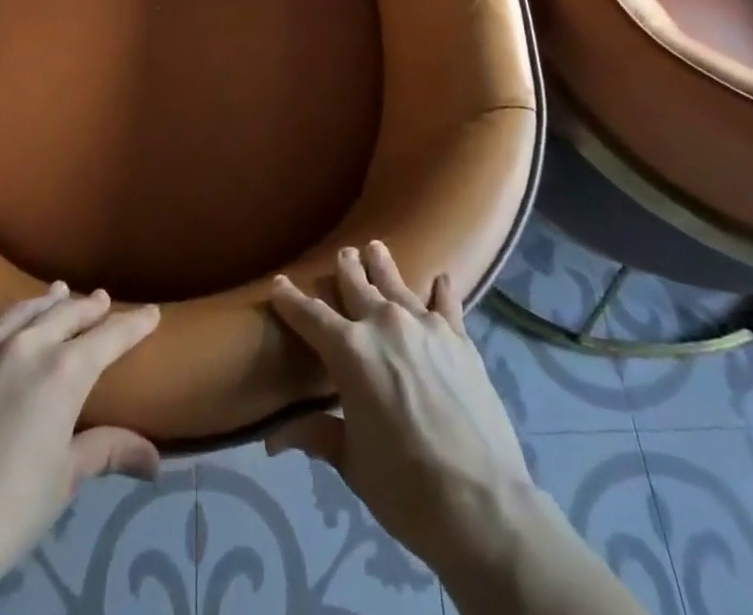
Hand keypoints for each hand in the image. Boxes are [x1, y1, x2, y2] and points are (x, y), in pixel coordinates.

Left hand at [0, 283, 161, 614]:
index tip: (151, 313)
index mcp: (65, 372)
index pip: (110, 337)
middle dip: (89, 307)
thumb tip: (155, 459)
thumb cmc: (7, 510)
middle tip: (102, 300)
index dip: (134, 325)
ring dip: (44, 301)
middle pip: (67, 316)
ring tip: (59, 289)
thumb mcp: (64, 480)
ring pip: (22, 313)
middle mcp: (28, 346)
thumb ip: (107, 451)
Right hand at [266, 243, 535, 580]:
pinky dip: (441, 291)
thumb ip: (316, 434)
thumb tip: (271, 440)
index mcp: (349, 351)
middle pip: (357, 285)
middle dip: (345, 268)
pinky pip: (447, 303)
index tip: (279, 283)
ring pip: (397, 283)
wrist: (481, 504)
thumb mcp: (352, 462)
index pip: (310, 315)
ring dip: (383, 265)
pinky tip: (442, 279)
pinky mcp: (459, 339)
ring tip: (376, 248)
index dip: (291, 299)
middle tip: (342, 254)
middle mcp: (384, 324)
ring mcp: (425, 326)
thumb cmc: (405, 488)